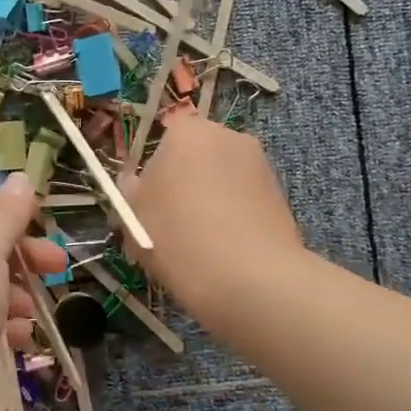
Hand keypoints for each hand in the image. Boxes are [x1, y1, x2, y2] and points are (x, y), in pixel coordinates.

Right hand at [120, 112, 302, 323]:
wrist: (249, 279)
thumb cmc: (176, 237)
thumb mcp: (132, 214)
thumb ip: (130, 189)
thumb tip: (137, 182)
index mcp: (187, 131)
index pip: (165, 135)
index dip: (154, 168)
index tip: (148, 201)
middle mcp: (228, 136)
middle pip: (196, 155)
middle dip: (184, 181)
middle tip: (170, 222)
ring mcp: (260, 164)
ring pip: (221, 178)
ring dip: (209, 199)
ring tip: (199, 242)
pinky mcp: (280, 194)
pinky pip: (244, 199)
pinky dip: (233, 215)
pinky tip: (224, 249)